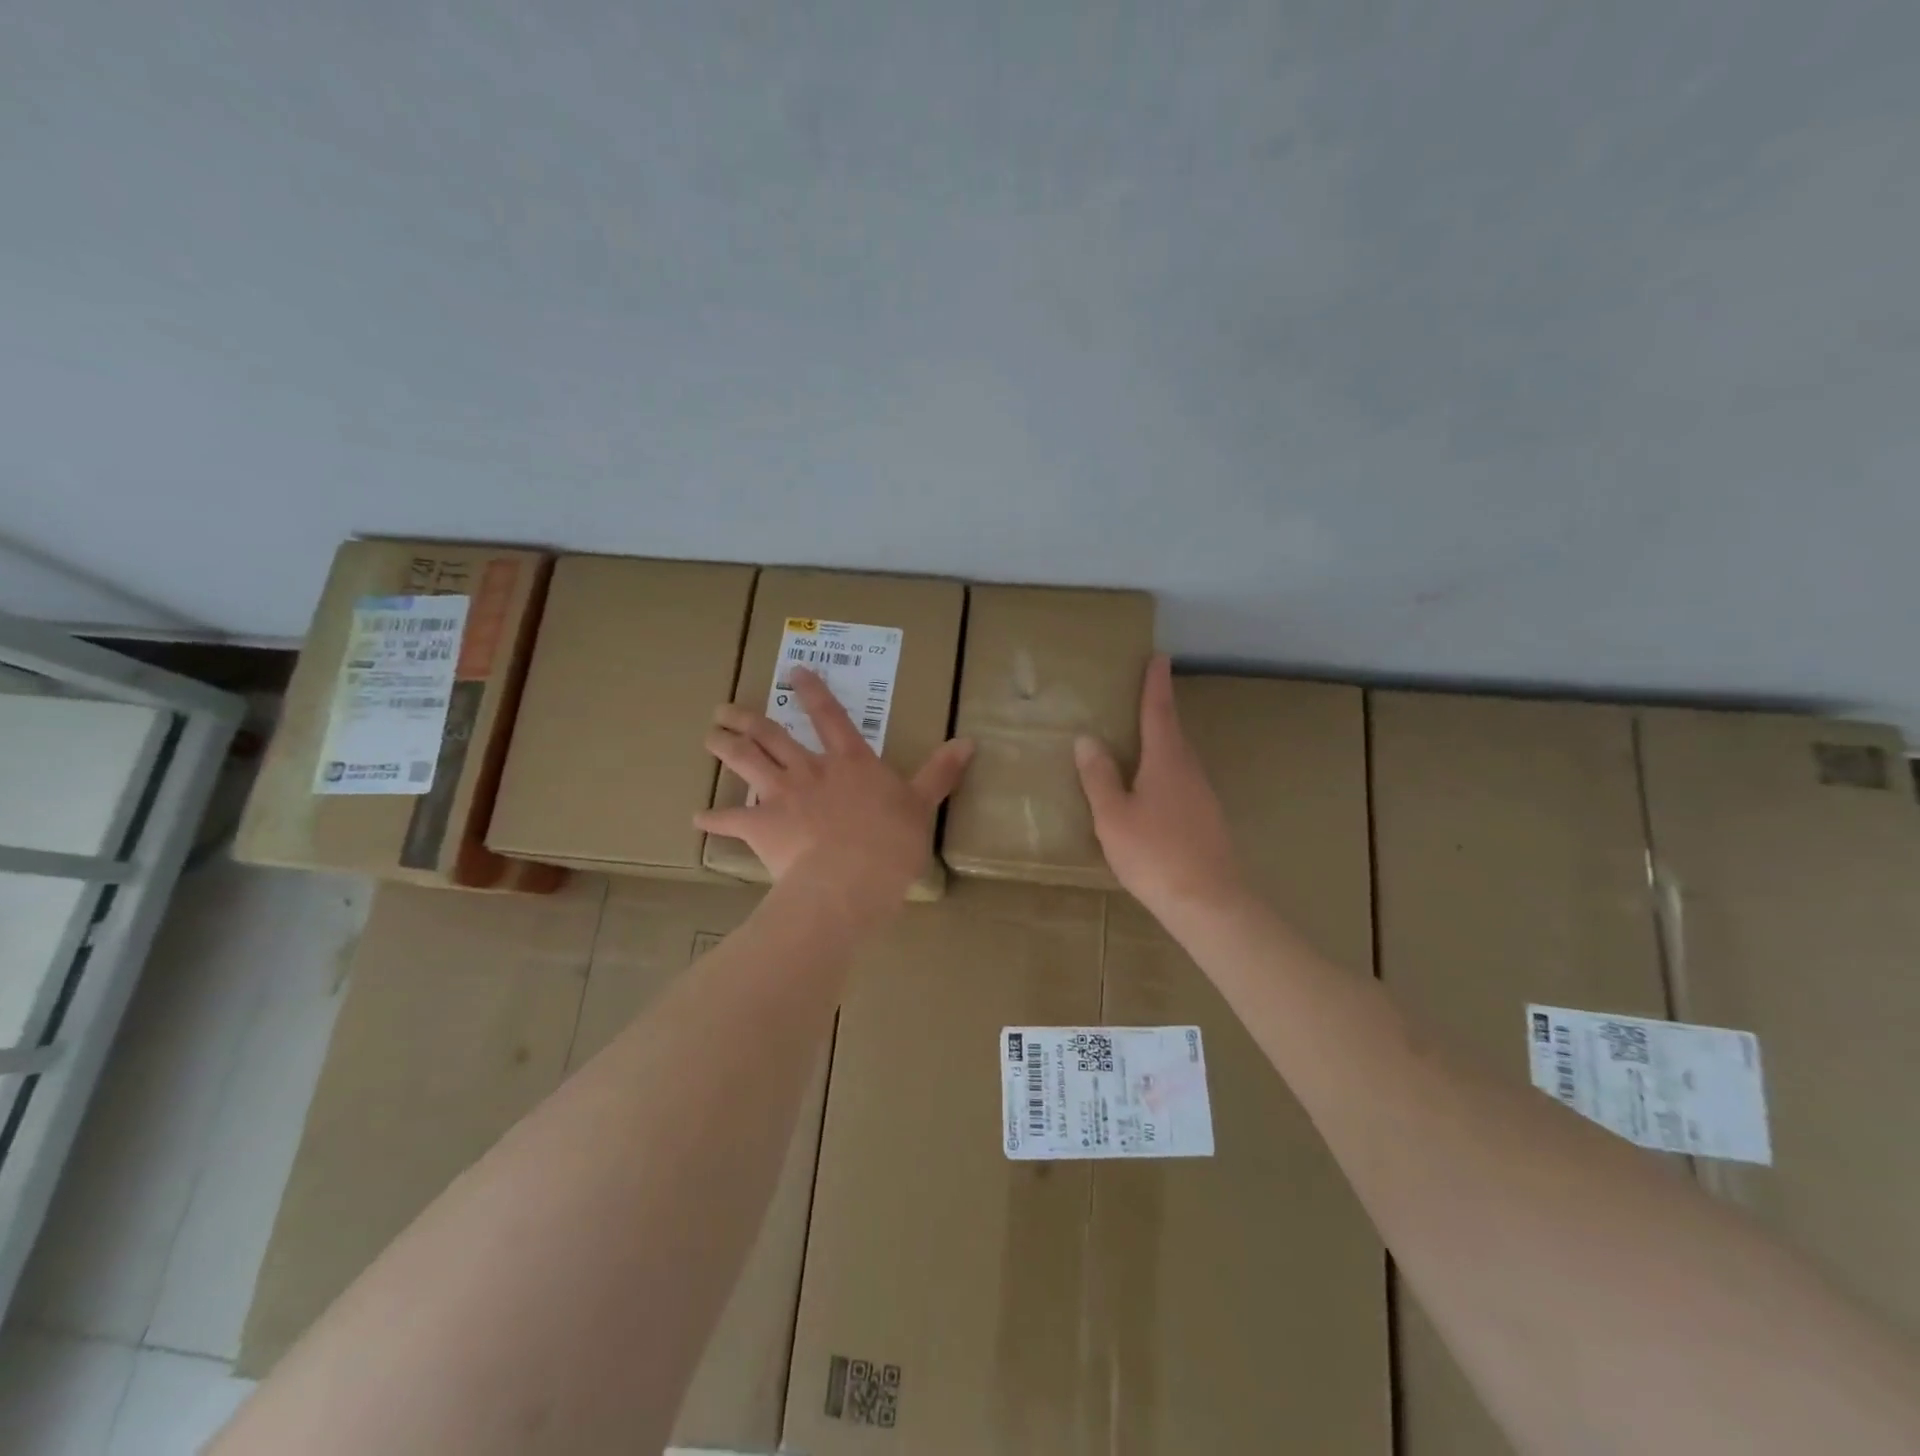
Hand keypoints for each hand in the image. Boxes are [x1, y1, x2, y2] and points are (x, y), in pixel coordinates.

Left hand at [695, 667, 973, 904]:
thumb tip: (969, 741)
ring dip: (725, 746)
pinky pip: (730, 819)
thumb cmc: (892, 842)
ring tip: (710, 735)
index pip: (830, 716)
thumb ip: (941, 772)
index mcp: (849, 761)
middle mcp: (810, 769)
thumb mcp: (923, 804)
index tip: (794, 672)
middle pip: (773, 735)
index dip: (812, 691)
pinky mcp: (760, 825)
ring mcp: (781, 795)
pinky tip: (698, 817)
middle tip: (725, 708)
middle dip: (749, 719)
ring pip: (747, 761)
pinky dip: (713, 818)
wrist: (851, 879)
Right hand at [1074, 655, 1244, 921]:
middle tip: (1141, 696)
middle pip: (1172, 733)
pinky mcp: (1206, 819)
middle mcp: (1189, 770)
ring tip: (1139, 742)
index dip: (1155, 684)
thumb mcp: (1113, 816)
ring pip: (1178, 759)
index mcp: (1166, 761)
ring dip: (1162, 744)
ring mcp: (1202, 796)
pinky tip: (1151, 791)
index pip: (1159, 712)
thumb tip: (1088, 739)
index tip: (1159, 657)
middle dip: (1158, 711)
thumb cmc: (1154, 854)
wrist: (1208, 902)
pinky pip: (1181, 782)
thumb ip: (1099, 777)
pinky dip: (1165, 773)